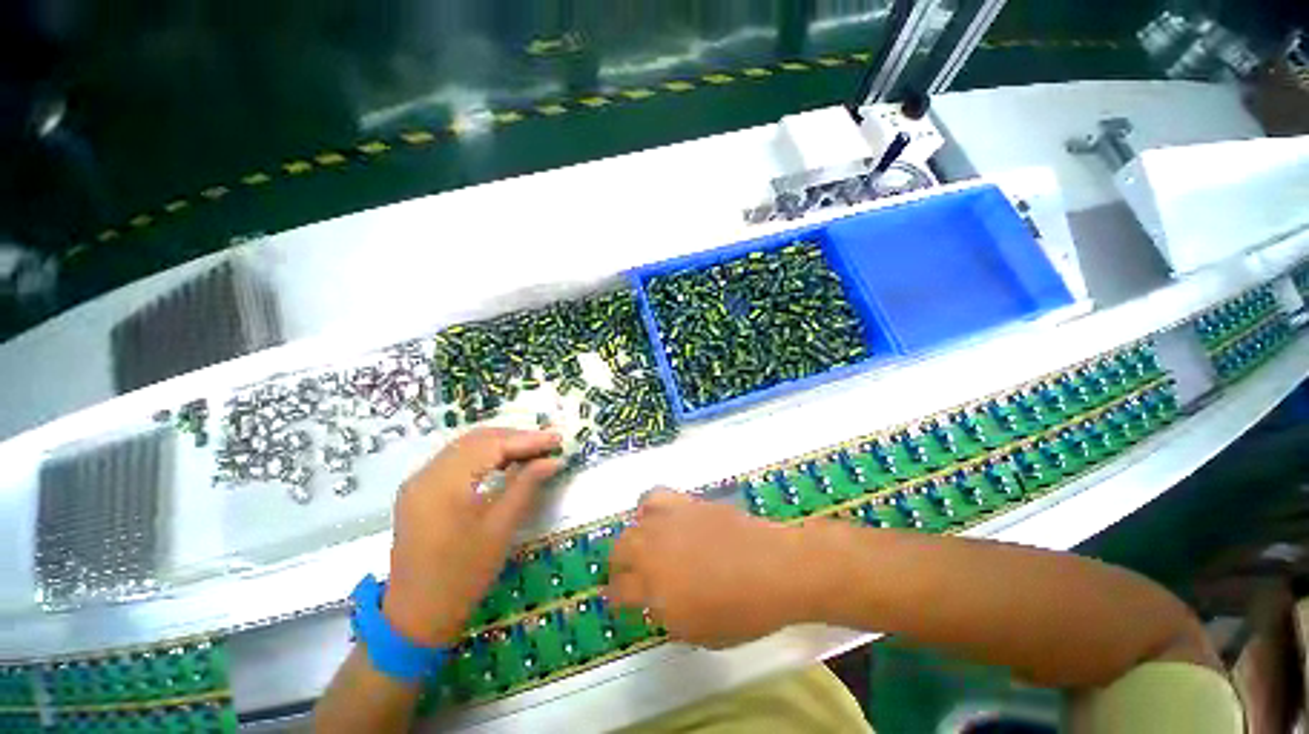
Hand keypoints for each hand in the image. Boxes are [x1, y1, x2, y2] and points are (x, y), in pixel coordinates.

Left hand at [384, 427, 561, 647]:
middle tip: (547, 444)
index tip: (558, 439)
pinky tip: (504, 463)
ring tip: (532, 451)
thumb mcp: (501, 527)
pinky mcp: (419, 492)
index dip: (528, 439)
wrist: (417, 617)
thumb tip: (554, 460)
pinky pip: (456, 460)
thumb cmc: (464, 574)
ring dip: (500, 444)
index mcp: (444, 483)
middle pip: (477, 439)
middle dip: (515, 437)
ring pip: (466, 446)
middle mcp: (426, 474)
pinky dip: (483, 456)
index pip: (492, 445)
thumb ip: (527, 485)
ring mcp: (418, 482)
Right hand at [607, 489, 814, 647]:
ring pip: (633, 523)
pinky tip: (660, 517)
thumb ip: (669, 617)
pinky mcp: (686, 503)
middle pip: (619, 549)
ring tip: (644, 544)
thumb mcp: (700, 633)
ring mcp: (669, 522)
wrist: (775, 568)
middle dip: (619, 565)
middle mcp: (654, 550)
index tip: (619, 599)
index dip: (615, 597)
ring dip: (633, 536)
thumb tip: (656, 603)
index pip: (618, 590)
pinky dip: (650, 507)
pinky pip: (655, 497)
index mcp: (655, 589)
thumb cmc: (743, 612)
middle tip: (630, 574)